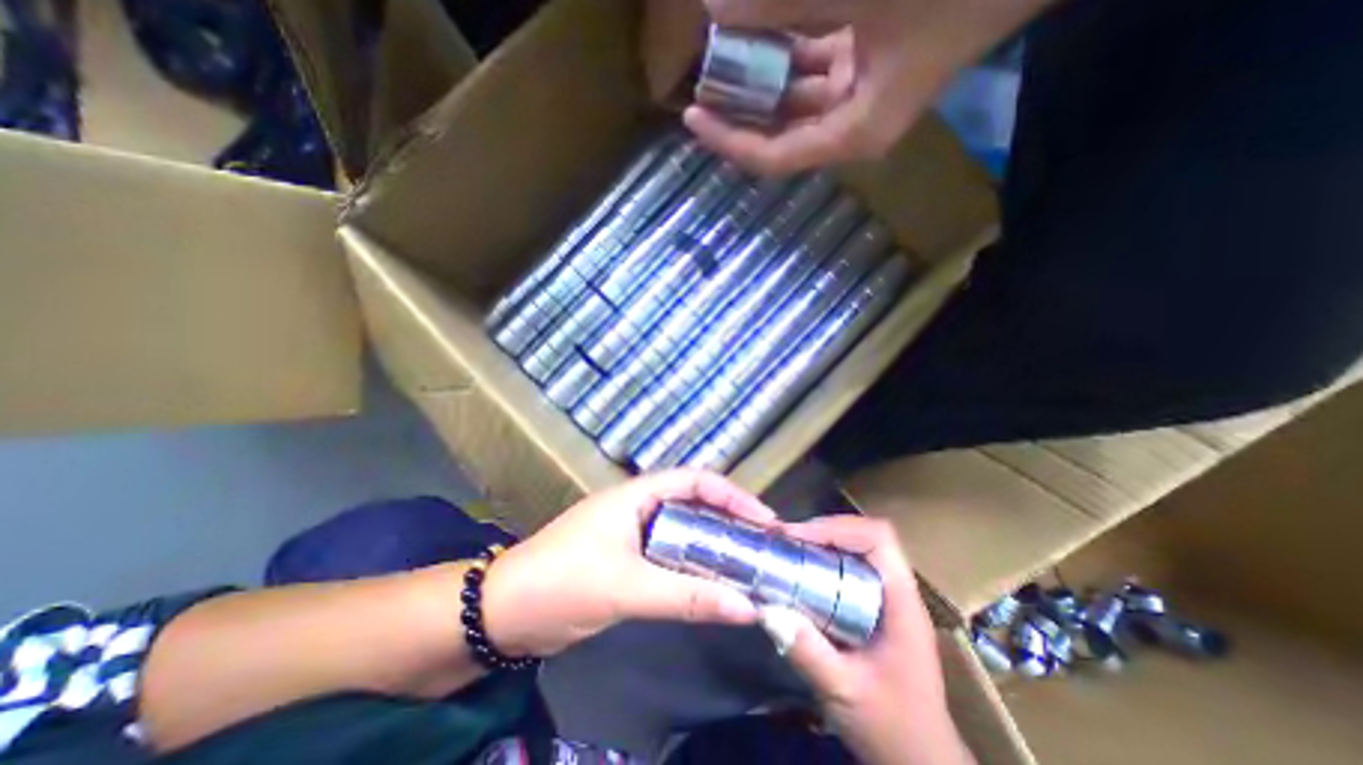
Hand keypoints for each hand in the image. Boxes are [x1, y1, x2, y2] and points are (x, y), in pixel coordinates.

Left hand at [482, 468, 775, 659]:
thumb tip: (747, 607)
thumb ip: (686, 597)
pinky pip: (672, 555)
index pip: (695, 480)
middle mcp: (639, 507)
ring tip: (748, 562)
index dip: (732, 495)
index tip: (764, 519)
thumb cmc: (561, 582)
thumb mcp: (626, 587)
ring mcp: (634, 533)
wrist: (502, 612)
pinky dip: (695, 566)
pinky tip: (714, 583)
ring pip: (685, 530)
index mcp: (637, 495)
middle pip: (694, 503)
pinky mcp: (629, 559)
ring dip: (714, 544)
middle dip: (729, 518)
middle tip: (763, 543)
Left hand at [686, 0, 1045, 173]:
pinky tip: (765, 24)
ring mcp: (862, 90)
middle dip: (741, 106)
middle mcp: (852, 124)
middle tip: (701, 79)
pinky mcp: (871, 56)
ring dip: (762, 73)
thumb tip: (714, 3)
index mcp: (852, 135)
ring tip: (723, 50)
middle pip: (781, 131)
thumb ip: (783, 2)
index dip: (729, 141)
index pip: (774, 156)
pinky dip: (788, 46)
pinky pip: (814, 63)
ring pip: (795, 96)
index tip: (690, 115)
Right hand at [763, 515, 974, 763]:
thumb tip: (766, 609)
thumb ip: (808, 652)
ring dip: (822, 542)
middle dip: (823, 530)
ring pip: (856, 549)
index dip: (838, 527)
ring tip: (790, 549)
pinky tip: (802, 574)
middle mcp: (897, 590)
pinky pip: (849, 568)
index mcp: (901, 602)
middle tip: (786, 540)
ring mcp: (888, 598)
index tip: (799, 535)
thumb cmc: (893, 727)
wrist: (921, 761)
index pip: (879, 538)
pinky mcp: (876, 608)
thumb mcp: (846, 692)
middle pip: (864, 536)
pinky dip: (824, 561)